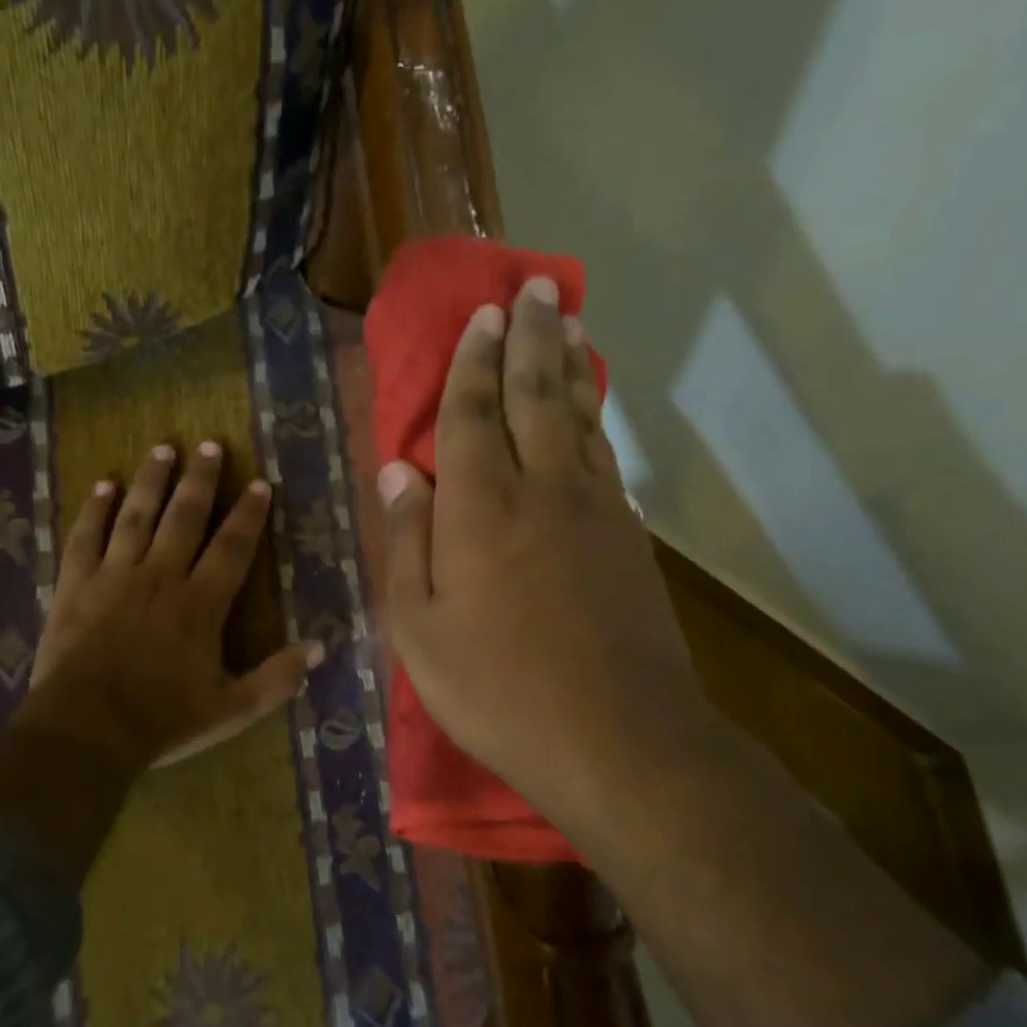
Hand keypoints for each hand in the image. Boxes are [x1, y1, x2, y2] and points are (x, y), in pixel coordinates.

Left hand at [25, 440, 319, 770]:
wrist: (85, 729)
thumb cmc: (161, 720)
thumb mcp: (231, 710)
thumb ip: (277, 679)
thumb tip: (319, 647)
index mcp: (200, 604)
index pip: (232, 547)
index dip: (248, 513)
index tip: (259, 483)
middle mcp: (160, 577)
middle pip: (184, 516)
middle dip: (201, 479)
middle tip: (209, 444)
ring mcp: (114, 576)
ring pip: (136, 515)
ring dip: (152, 480)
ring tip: (164, 448)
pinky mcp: (75, 584)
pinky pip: (86, 537)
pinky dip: (94, 509)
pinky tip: (103, 486)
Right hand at [378, 279, 717, 833]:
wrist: (616, 737)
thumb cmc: (497, 689)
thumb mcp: (420, 629)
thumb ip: (407, 543)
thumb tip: (398, 473)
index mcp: (481, 508)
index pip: (473, 415)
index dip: (473, 363)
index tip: (482, 316)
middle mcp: (541, 490)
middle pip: (535, 396)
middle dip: (531, 338)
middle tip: (535, 288)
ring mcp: (595, 510)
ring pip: (578, 418)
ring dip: (569, 366)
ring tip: (569, 323)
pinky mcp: (628, 537)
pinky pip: (605, 457)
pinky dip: (594, 420)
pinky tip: (590, 410)